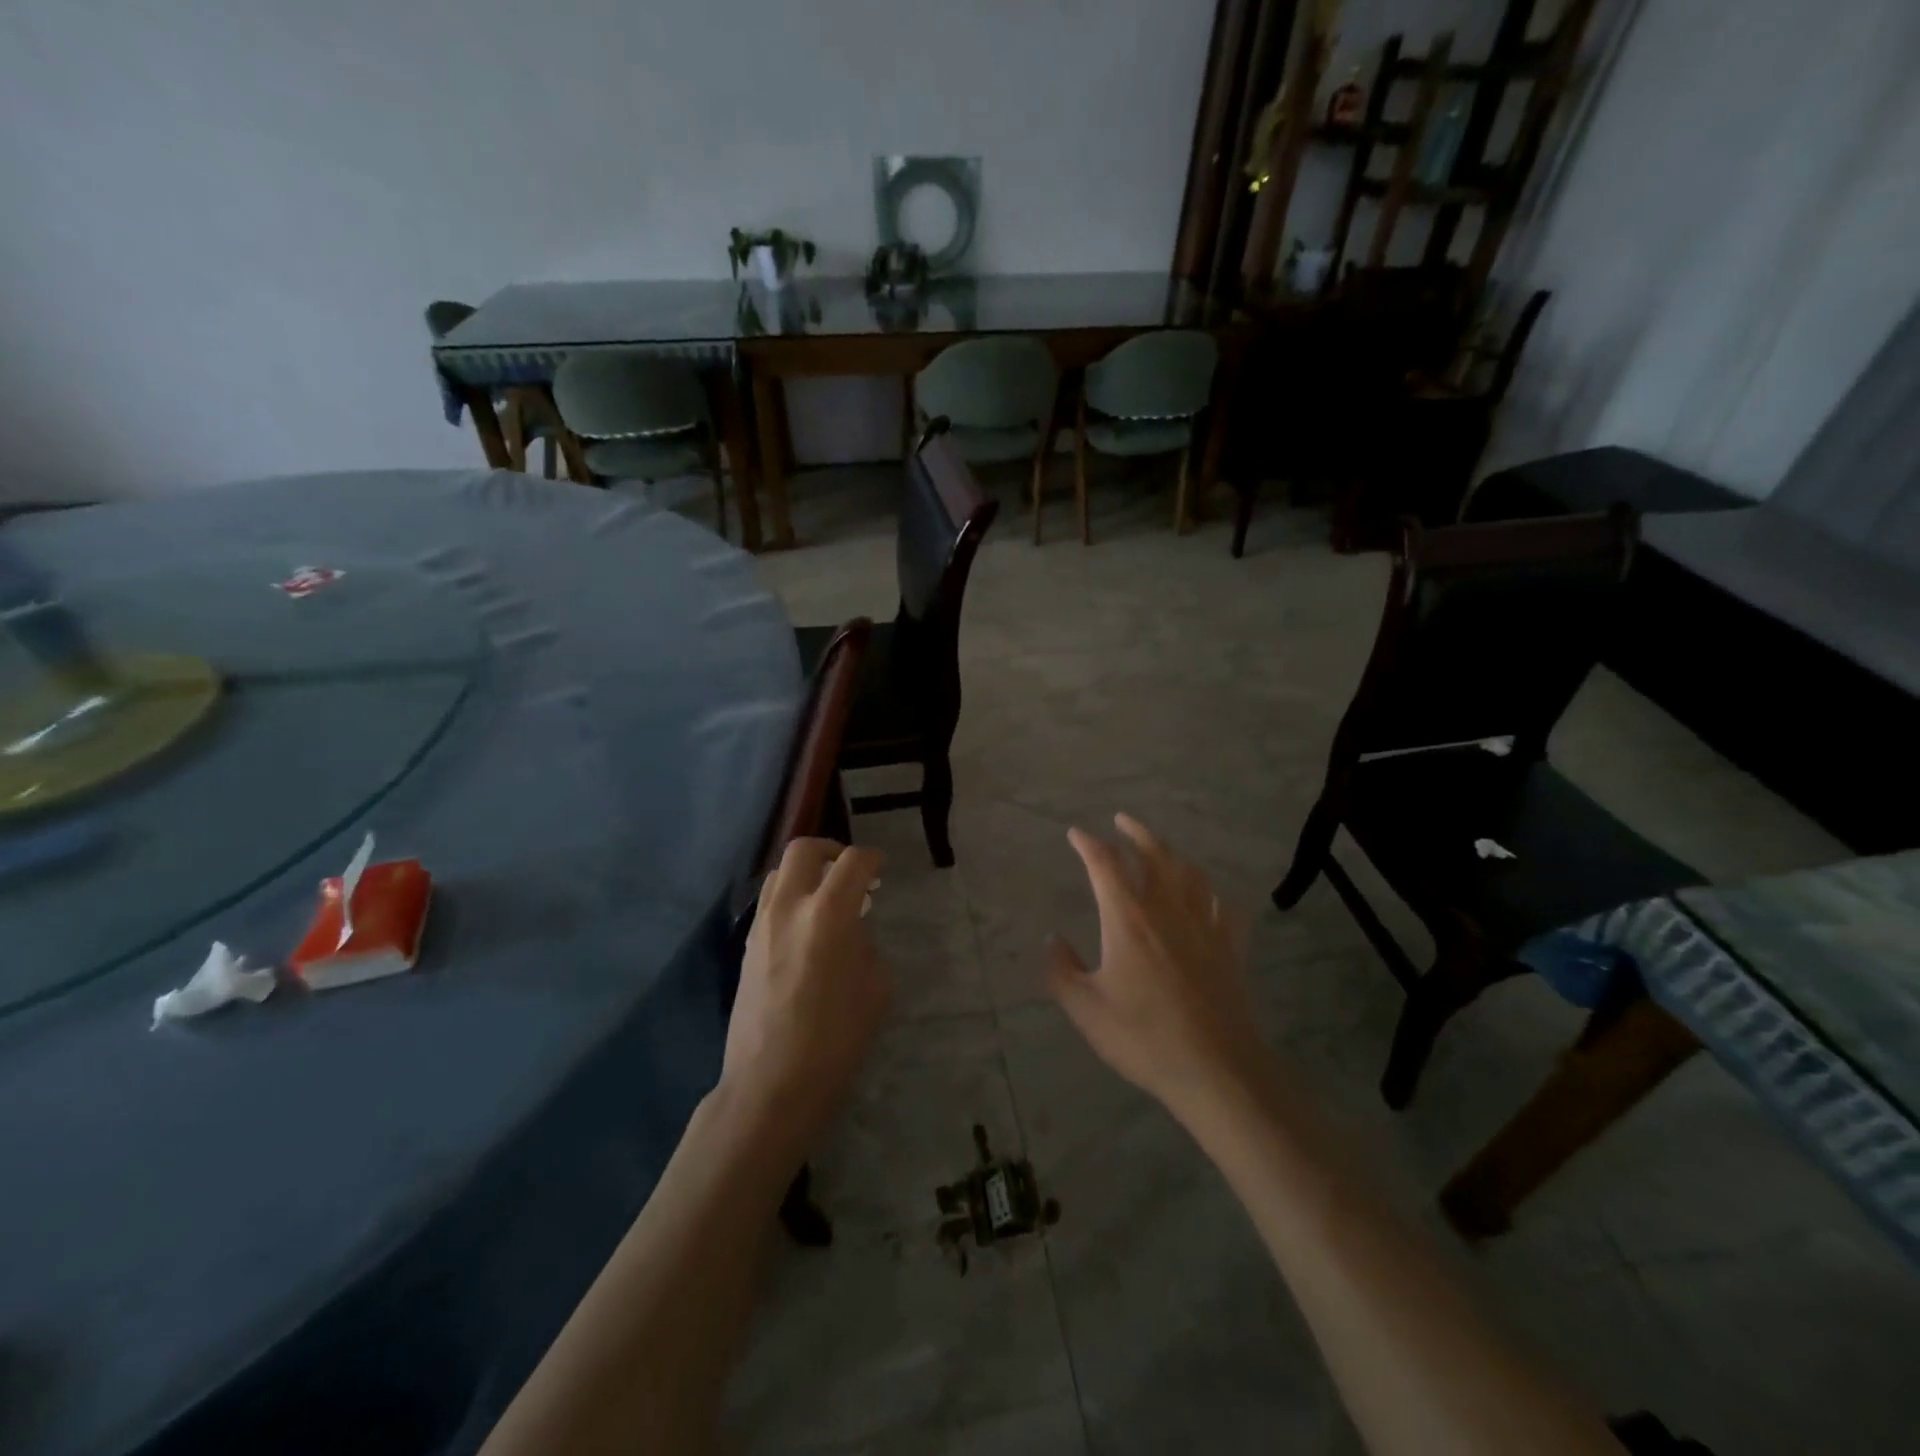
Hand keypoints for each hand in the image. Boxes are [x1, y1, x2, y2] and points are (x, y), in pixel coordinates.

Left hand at [720, 838, 890, 1156]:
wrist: (770, 1084)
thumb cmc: (835, 1041)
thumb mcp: (876, 989)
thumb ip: (866, 945)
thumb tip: (852, 931)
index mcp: (828, 914)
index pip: (853, 861)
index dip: (872, 858)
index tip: (880, 868)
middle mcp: (789, 908)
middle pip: (803, 849)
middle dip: (831, 850)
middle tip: (849, 871)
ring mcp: (762, 926)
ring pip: (778, 873)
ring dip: (805, 874)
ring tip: (825, 898)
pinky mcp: (746, 947)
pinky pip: (769, 903)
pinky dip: (789, 899)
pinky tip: (805, 928)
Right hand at [1049, 815, 1268, 1123]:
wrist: (1216, 1068)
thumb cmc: (1143, 1037)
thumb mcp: (1086, 1009)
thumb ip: (1060, 970)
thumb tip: (1050, 939)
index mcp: (1128, 918)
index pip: (1105, 864)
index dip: (1088, 844)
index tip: (1075, 834)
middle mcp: (1167, 909)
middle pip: (1154, 854)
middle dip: (1135, 832)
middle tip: (1122, 820)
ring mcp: (1204, 924)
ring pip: (1190, 872)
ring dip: (1172, 853)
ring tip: (1161, 849)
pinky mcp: (1231, 946)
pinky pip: (1224, 906)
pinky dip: (1212, 893)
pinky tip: (1209, 896)